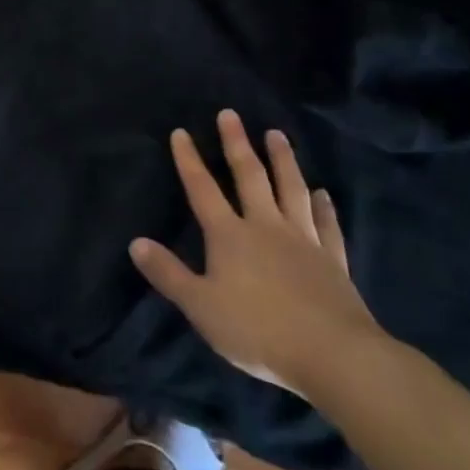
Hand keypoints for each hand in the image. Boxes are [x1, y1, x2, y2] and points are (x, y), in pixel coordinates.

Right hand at [130, 110, 382, 398]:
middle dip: (237, 144)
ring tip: (277, 134)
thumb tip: (135, 242)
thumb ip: (168, 274)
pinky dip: (324, 207)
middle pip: (250, 177)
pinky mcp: (333, 261)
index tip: (181, 131)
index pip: (203, 189)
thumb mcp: (200, 307)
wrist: (334, 355)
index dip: (189, 160)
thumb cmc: (259, 330)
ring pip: (291, 190)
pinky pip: (327, 225)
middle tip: (231, 114)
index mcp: (229, 236)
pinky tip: (322, 193)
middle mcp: (265, 227)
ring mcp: (303, 241)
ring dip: (283, 160)